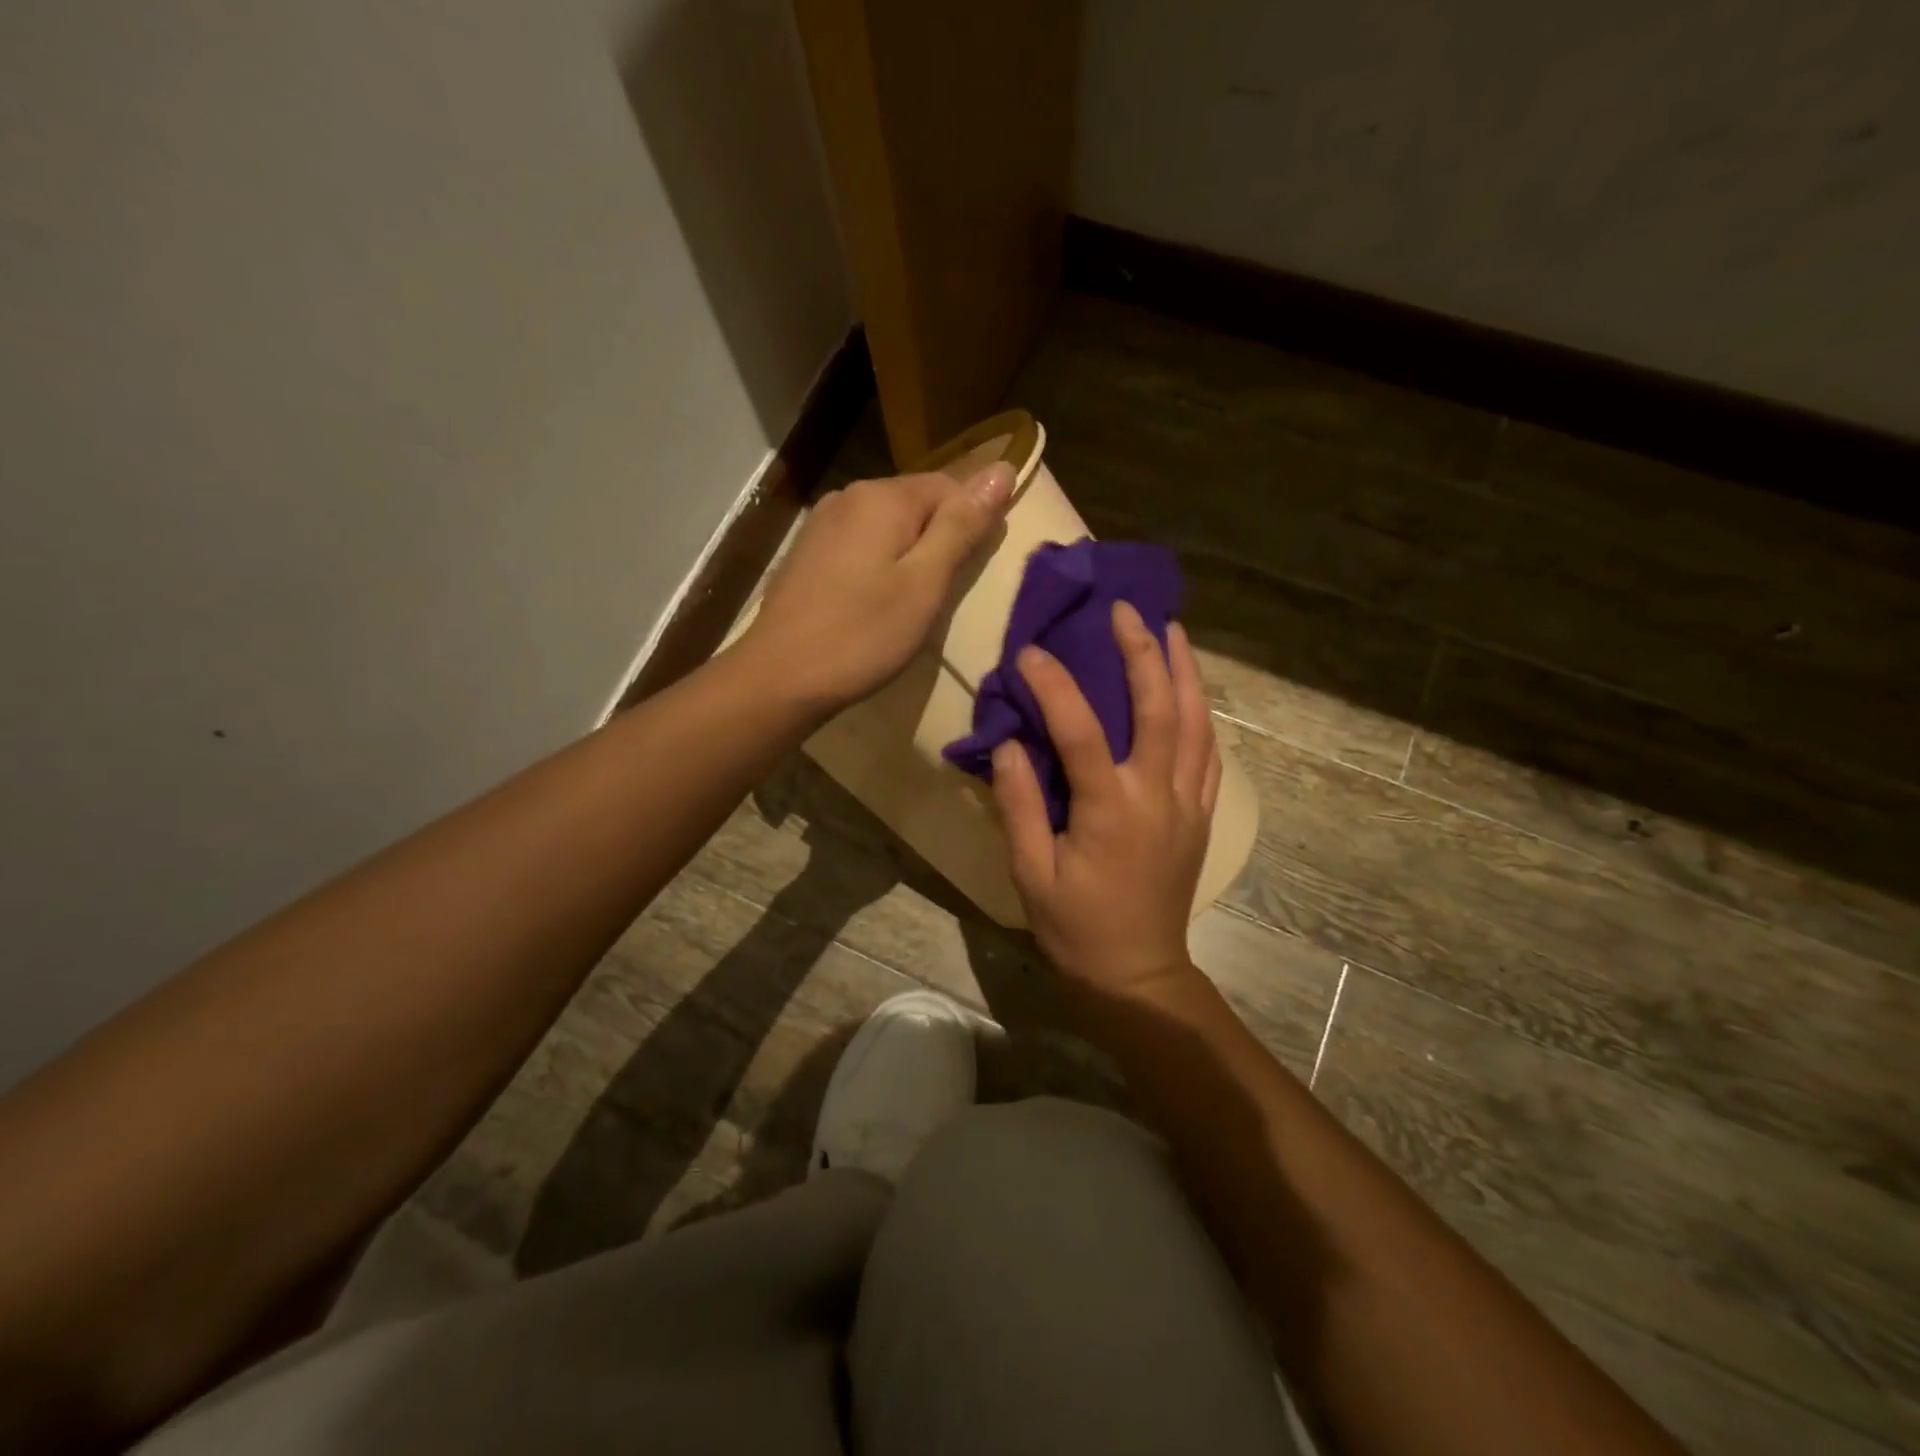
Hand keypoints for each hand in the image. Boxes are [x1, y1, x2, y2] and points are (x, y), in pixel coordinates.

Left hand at [740, 465, 1013, 712]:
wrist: (780, 677)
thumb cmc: (862, 635)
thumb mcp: (925, 584)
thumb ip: (961, 527)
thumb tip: (1002, 469)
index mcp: (883, 497)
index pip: (950, 486)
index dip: (972, 523)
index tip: (973, 571)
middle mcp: (849, 496)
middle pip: (916, 503)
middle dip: (939, 539)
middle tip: (942, 595)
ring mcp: (822, 523)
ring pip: (887, 525)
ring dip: (909, 554)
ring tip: (912, 602)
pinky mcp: (807, 552)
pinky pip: (860, 544)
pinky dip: (879, 564)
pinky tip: (875, 601)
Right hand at [991, 601, 1221, 993]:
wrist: (1138, 974)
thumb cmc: (1075, 927)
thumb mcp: (1030, 873)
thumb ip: (1019, 806)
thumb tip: (1009, 745)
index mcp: (1110, 810)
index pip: (1082, 730)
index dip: (1055, 686)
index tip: (1030, 652)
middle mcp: (1158, 796)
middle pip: (1160, 709)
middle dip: (1143, 652)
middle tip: (1127, 610)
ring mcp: (1187, 804)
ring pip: (1197, 723)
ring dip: (1185, 672)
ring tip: (1173, 630)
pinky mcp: (1201, 817)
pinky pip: (1208, 754)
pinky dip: (1201, 714)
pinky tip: (1191, 693)